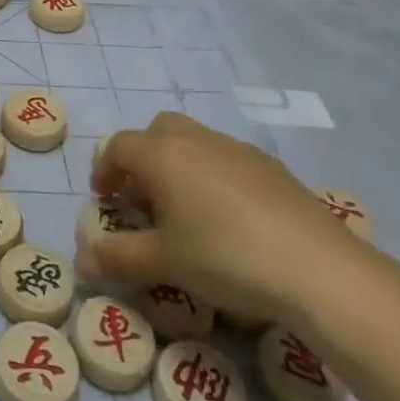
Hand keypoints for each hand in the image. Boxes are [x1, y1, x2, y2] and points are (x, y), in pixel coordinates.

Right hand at [79, 111, 376, 326]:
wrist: (318, 268)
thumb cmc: (225, 257)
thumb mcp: (164, 263)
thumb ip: (117, 258)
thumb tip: (81, 262)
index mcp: (162, 154)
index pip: (119, 147)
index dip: (105, 170)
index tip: (105, 200)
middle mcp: (196, 140)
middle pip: (157, 132)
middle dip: (142, 159)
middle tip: (143, 199)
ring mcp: (237, 149)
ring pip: (194, 141)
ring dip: (178, 165)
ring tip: (185, 211)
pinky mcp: (272, 167)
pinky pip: (227, 159)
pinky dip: (213, 176)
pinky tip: (229, 219)